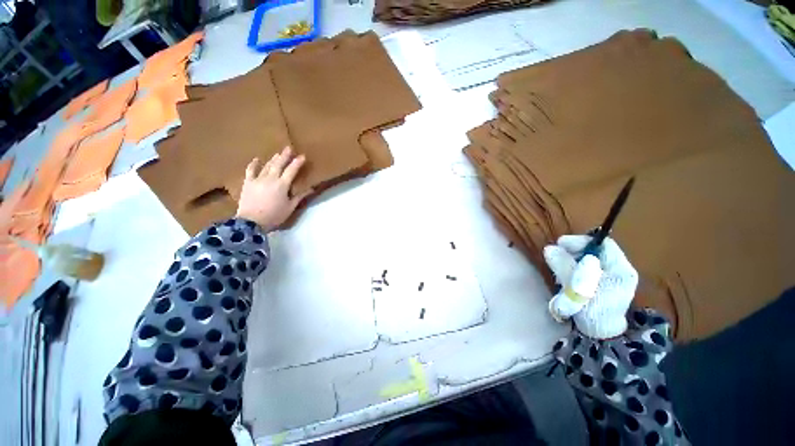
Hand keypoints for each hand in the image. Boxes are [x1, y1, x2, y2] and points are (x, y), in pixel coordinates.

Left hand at [236, 147, 312, 231]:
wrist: (251, 222)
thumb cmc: (274, 215)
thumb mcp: (290, 207)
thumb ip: (300, 196)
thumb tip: (312, 189)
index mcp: (282, 185)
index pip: (292, 171)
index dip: (297, 163)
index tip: (303, 156)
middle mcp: (271, 179)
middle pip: (279, 164)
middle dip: (285, 156)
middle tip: (289, 148)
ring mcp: (258, 179)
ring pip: (267, 166)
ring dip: (273, 159)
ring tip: (278, 153)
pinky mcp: (248, 183)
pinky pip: (250, 170)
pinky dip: (254, 164)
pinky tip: (257, 159)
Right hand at [543, 235, 638, 338]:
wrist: (599, 334)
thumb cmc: (593, 311)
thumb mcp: (578, 287)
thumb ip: (564, 266)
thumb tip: (549, 248)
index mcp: (620, 269)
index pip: (602, 244)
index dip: (581, 241)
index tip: (560, 244)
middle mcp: (617, 270)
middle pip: (593, 251)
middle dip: (572, 253)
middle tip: (556, 257)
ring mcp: (609, 277)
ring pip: (586, 260)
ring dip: (570, 262)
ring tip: (559, 271)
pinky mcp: (599, 284)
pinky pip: (583, 269)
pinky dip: (571, 270)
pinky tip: (565, 278)